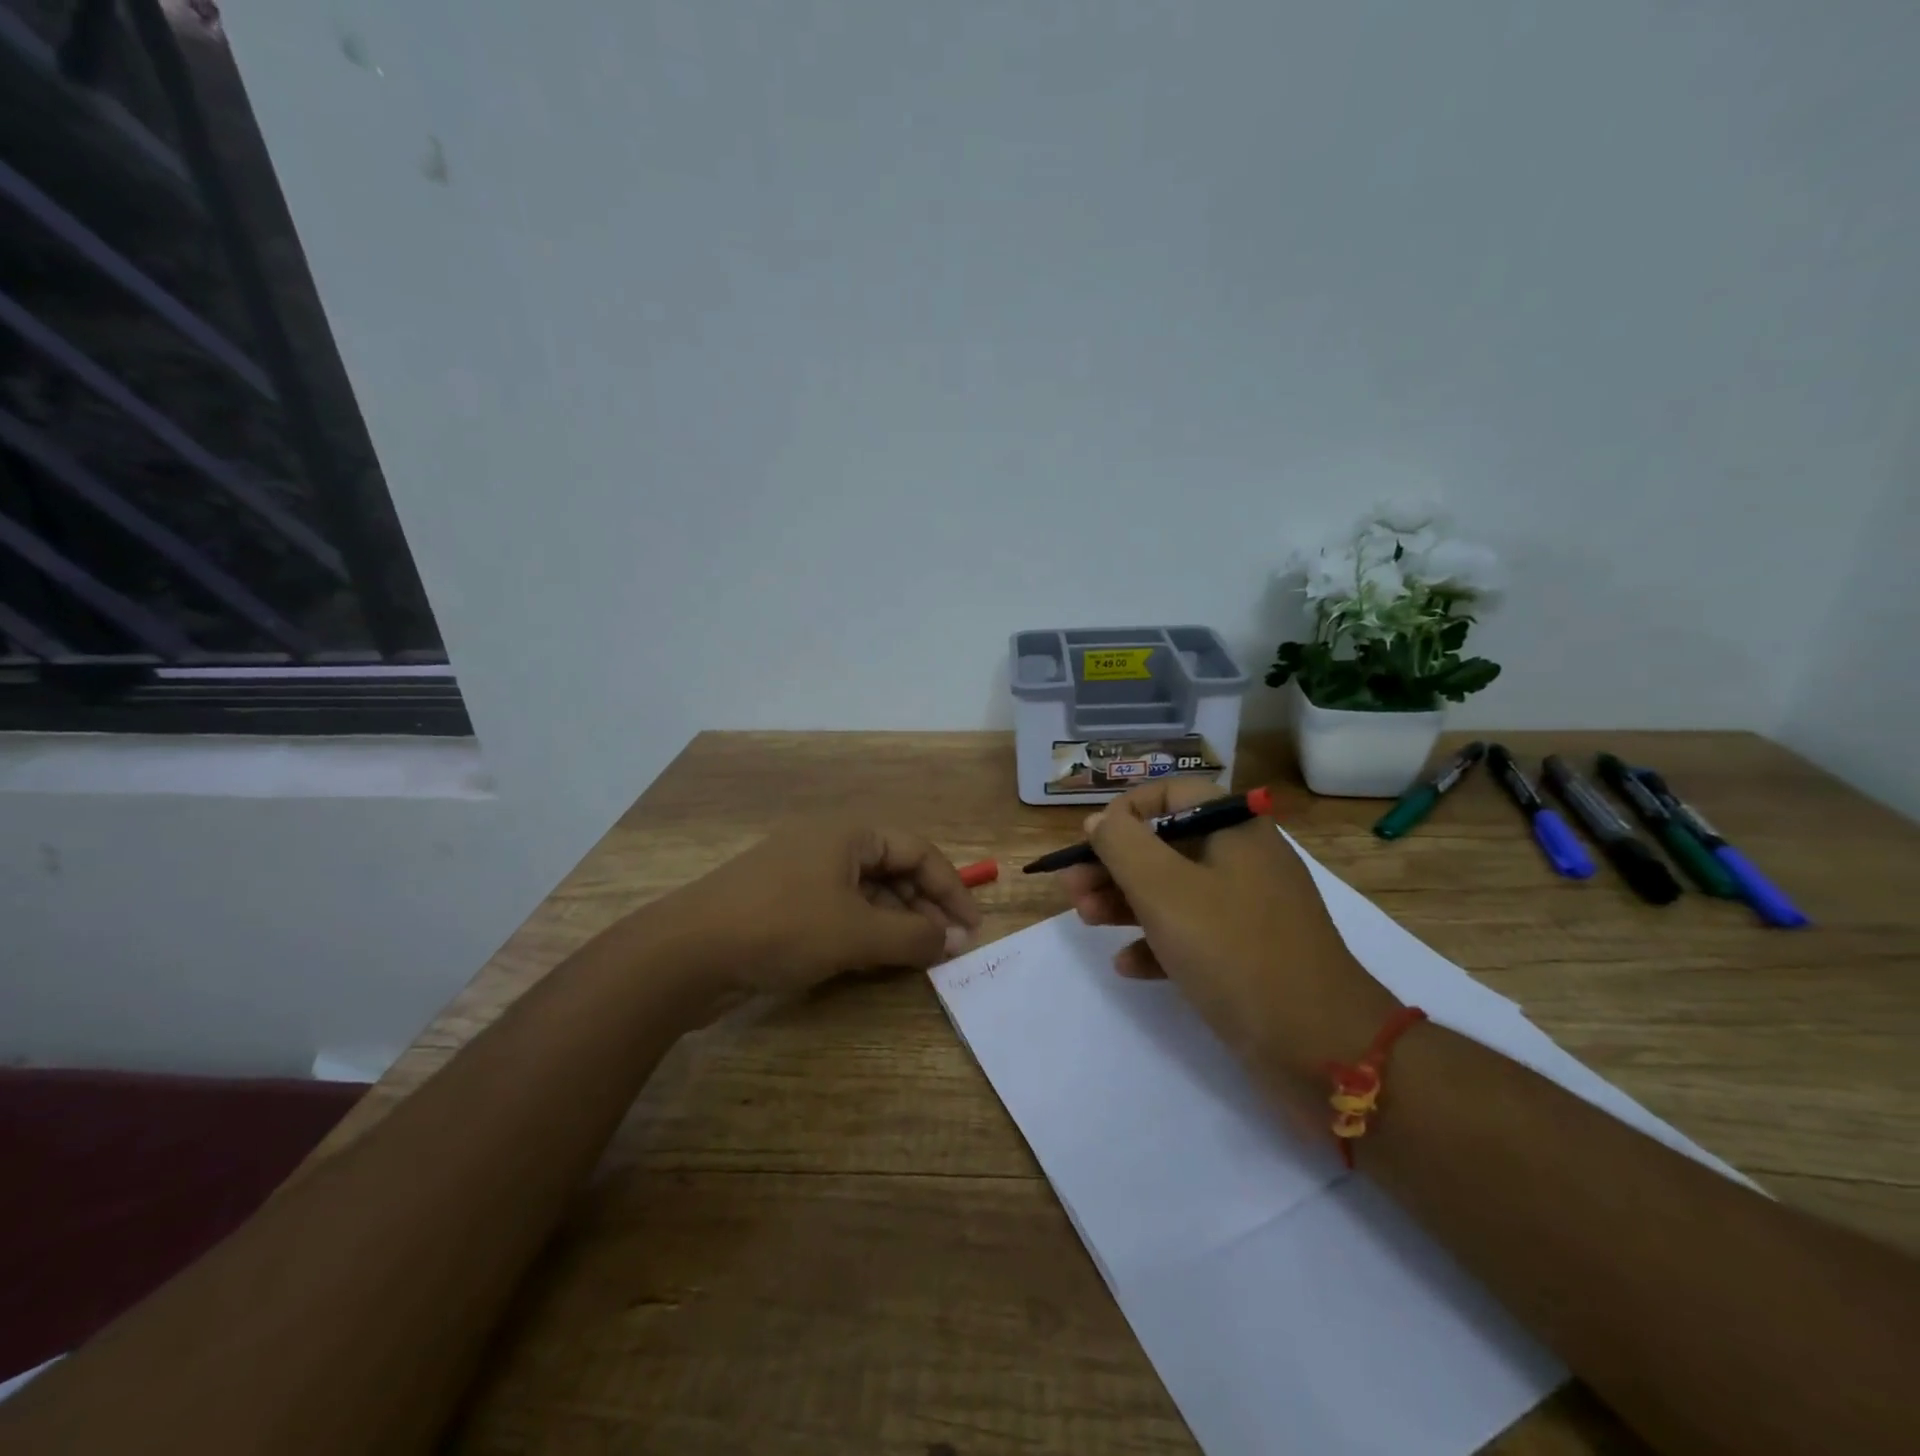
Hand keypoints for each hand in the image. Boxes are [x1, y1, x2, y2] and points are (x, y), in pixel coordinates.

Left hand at [657, 819, 983, 995]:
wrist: (685, 954)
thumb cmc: (782, 927)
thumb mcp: (856, 933)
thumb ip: (912, 937)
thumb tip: (954, 940)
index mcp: (848, 834)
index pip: (918, 850)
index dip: (951, 888)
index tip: (971, 929)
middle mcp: (827, 845)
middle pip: (892, 870)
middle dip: (923, 908)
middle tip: (946, 949)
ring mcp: (801, 875)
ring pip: (866, 895)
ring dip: (894, 925)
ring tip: (915, 961)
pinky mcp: (782, 906)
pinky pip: (838, 914)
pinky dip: (863, 935)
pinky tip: (873, 963)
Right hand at [1062, 779, 1398, 1109]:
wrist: (1322, 1049)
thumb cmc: (1235, 951)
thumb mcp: (1165, 889)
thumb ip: (1122, 845)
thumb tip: (1100, 822)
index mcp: (1235, 830)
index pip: (1173, 794)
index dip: (1126, 811)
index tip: (1091, 842)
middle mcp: (1244, 861)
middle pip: (1166, 845)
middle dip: (1114, 864)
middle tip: (1073, 889)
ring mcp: (1248, 911)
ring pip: (1174, 891)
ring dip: (1125, 902)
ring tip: (1086, 920)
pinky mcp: (1247, 956)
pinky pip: (1192, 935)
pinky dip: (1156, 943)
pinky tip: (1127, 965)